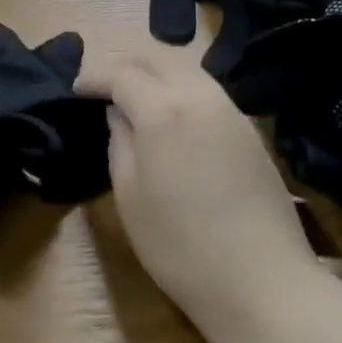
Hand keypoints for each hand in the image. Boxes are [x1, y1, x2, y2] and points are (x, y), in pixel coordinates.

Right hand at [76, 58, 321, 335]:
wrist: (264, 282)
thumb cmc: (182, 247)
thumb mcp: (130, 198)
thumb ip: (119, 142)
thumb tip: (118, 113)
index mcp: (162, 109)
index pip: (121, 74)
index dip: (95, 77)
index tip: (77, 90)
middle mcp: (198, 95)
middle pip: (156, 59)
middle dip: (126, 67)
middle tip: (105, 87)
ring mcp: (229, 109)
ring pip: (186, 69)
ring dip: (157, 74)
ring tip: (138, 98)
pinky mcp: (249, 128)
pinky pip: (208, 90)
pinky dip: (183, 89)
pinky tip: (176, 116)